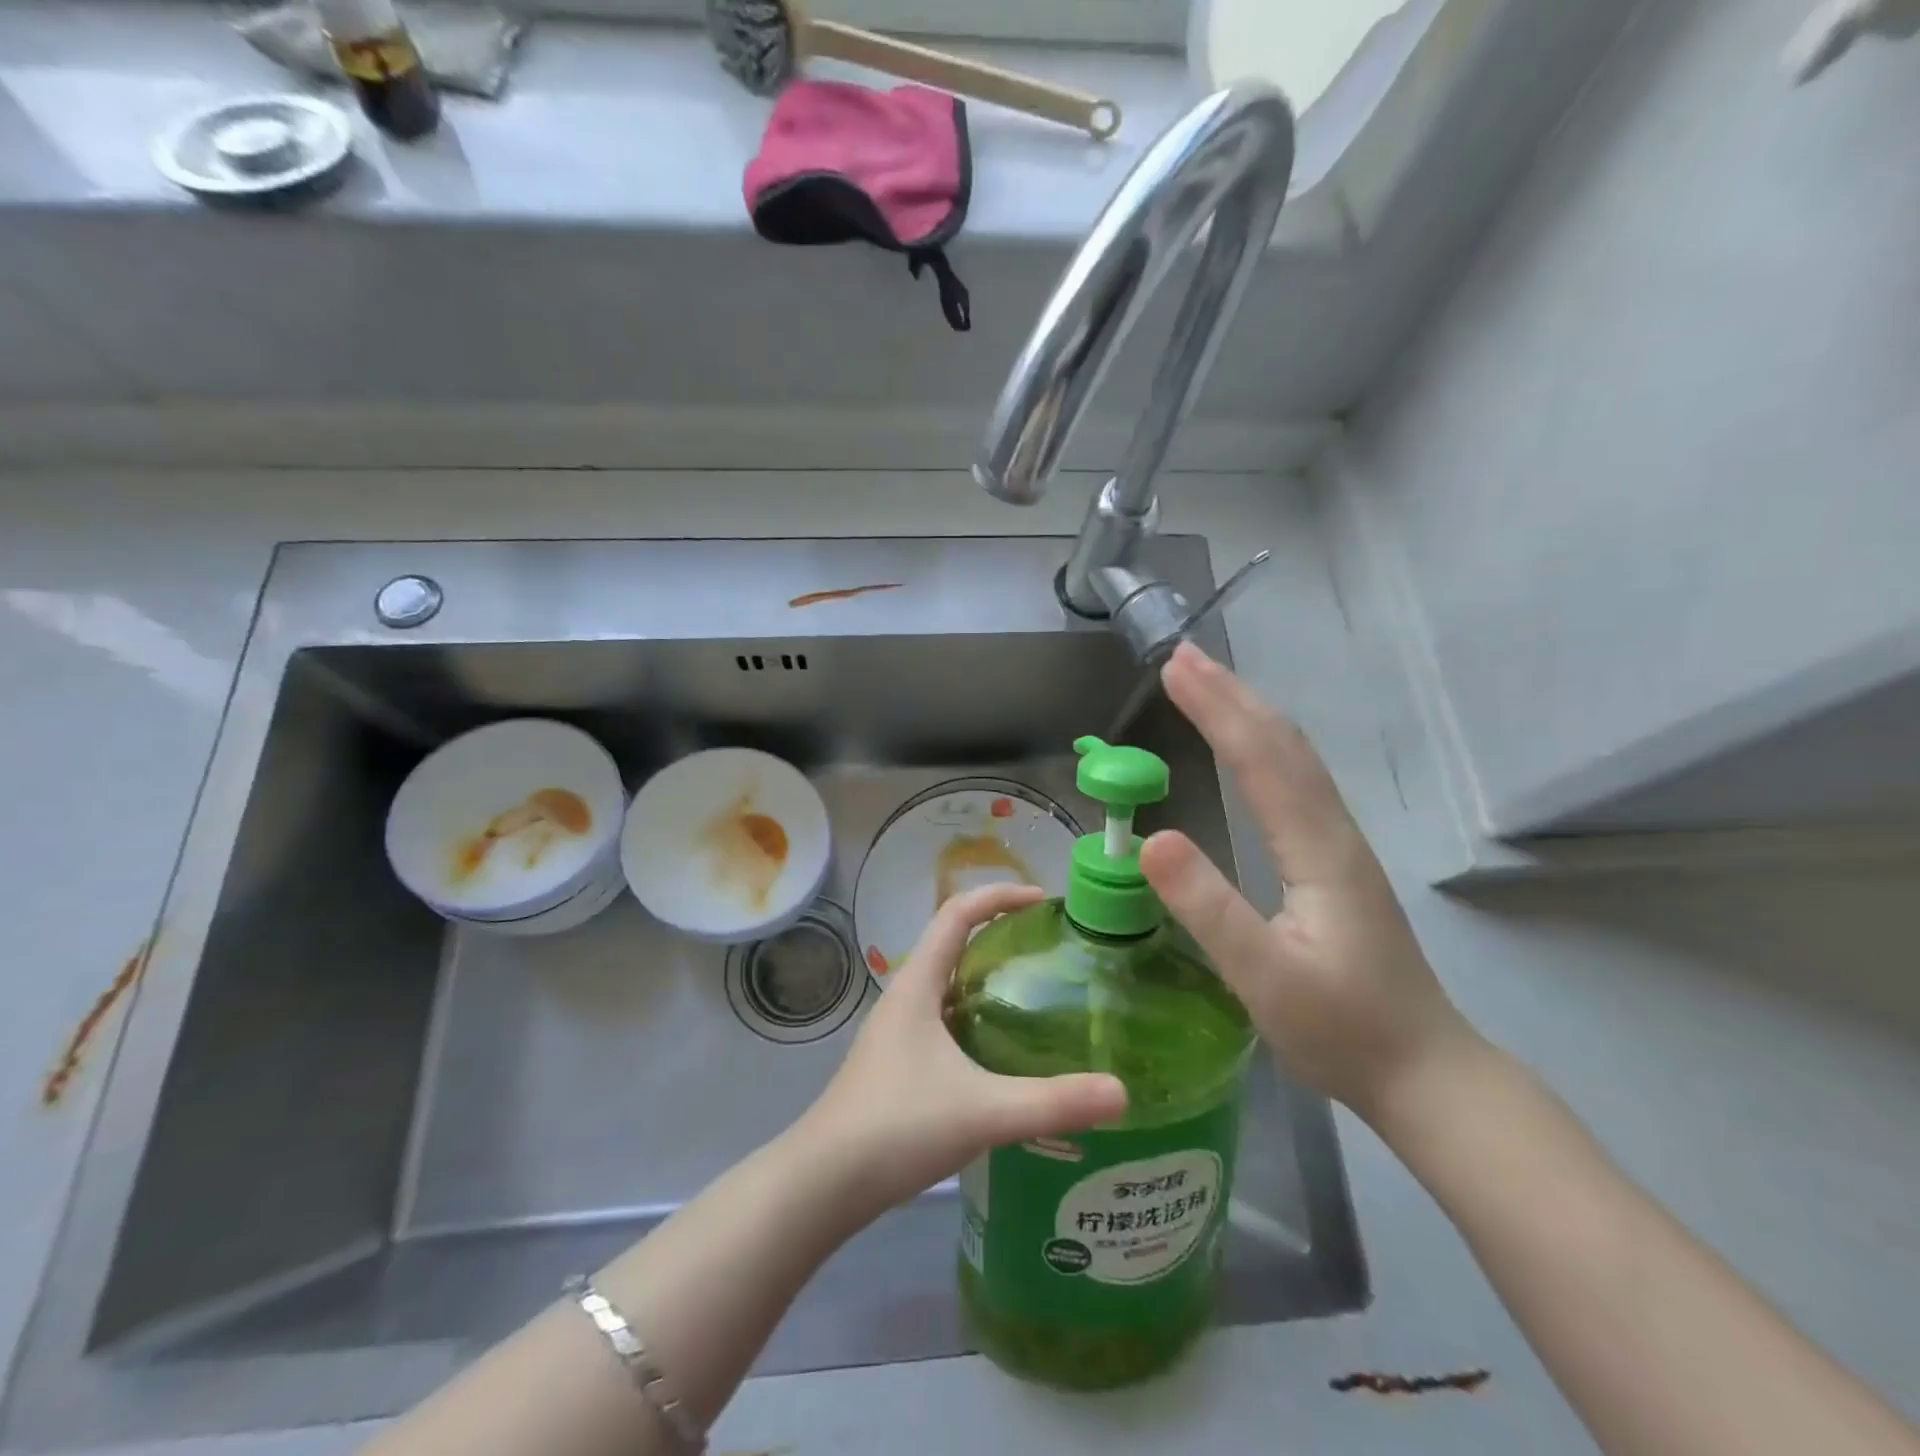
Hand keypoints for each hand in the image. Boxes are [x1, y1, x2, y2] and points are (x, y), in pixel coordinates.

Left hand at [796, 883, 1127, 1216]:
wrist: (823, 1183)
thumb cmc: (897, 1127)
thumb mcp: (983, 1111)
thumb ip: (1053, 1102)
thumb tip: (1121, 1092)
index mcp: (918, 984)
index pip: (957, 914)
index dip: (998, 896)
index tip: (1041, 900)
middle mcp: (905, 996)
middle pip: (953, 943)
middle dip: (999, 934)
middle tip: (1048, 949)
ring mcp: (897, 1031)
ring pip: (948, 985)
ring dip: (986, 978)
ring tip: (1035, 995)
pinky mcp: (897, 1063)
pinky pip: (943, 1020)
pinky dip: (975, 1016)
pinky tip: (1002, 1053)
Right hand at [1139, 643, 1477, 1122]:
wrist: (1425, 1072)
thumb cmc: (1341, 1030)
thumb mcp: (1264, 978)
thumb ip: (1208, 909)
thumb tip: (1151, 837)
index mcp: (1318, 850)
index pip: (1262, 759)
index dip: (1217, 708)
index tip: (1174, 668)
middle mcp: (1334, 832)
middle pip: (1282, 744)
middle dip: (1231, 694)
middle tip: (1182, 657)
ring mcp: (1340, 844)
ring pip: (1294, 758)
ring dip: (1249, 712)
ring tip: (1209, 684)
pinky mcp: (1336, 861)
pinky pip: (1297, 782)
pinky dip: (1264, 745)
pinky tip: (1250, 747)